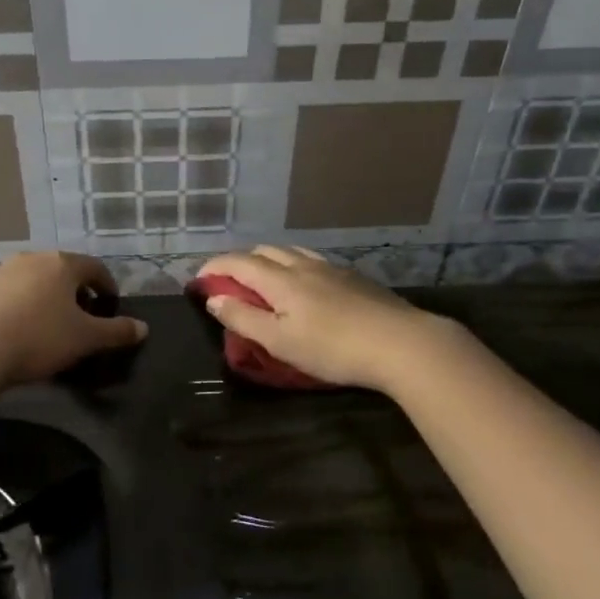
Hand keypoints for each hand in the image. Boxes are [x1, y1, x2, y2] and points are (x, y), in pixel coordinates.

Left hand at [0, 252, 146, 387]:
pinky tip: (20, 331)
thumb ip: (116, 332)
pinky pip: (11, 294)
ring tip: (51, 326)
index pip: (94, 267)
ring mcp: (1, 272)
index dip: (107, 286)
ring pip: (35, 281)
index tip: (110, 306)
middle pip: (63, 271)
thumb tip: (143, 328)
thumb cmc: (38, 338)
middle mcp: (32, 259)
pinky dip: (23, 306)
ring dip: (48, 298)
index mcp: (62, 264)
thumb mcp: (85, 339)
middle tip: (83, 318)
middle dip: (77, 292)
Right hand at [196, 246, 448, 393]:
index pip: (238, 262)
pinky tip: (304, 283)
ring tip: (264, 279)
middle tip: (229, 282)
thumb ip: (243, 318)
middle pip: (264, 251)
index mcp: (280, 279)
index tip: (199, 278)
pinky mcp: (353, 277)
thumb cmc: (332, 348)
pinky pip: (313, 260)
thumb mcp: (279, 341)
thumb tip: (213, 298)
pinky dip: (294, 265)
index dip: (215, 267)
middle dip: (240, 261)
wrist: (400, 342)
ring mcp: (331, 268)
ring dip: (269, 260)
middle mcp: (303, 265)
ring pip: (291, 252)